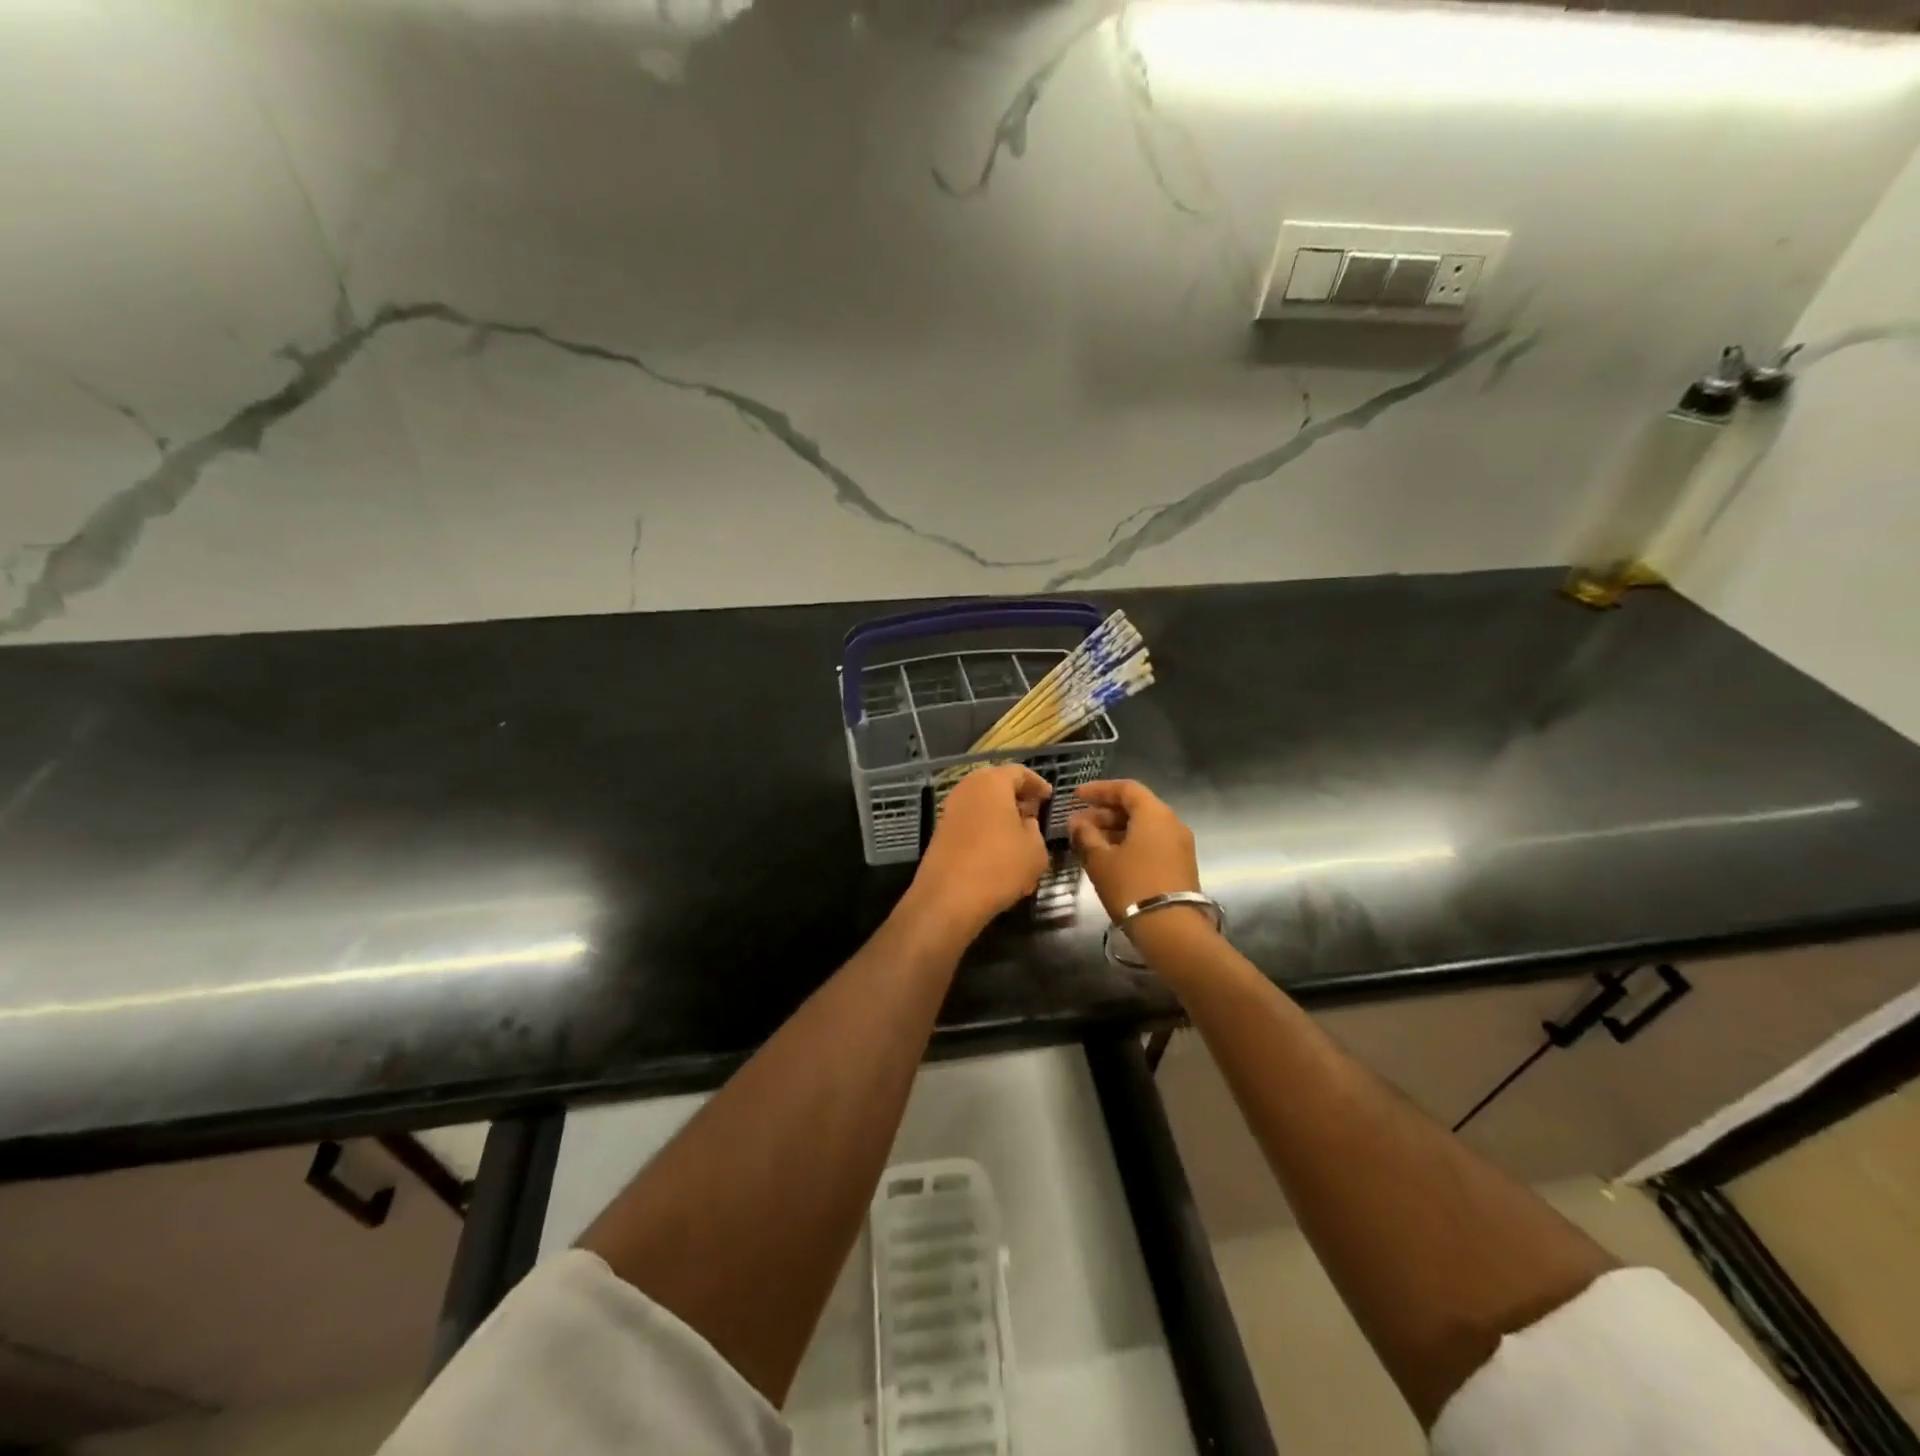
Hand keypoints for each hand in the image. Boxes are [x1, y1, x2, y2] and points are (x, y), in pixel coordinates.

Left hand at [907, 764, 1052, 936]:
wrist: (948, 897)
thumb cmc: (1000, 865)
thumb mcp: (1035, 849)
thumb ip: (1034, 829)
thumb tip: (1026, 822)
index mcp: (992, 783)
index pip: (1019, 772)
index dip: (1036, 784)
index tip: (1048, 797)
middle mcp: (967, 789)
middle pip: (996, 785)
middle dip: (1016, 797)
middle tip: (1033, 812)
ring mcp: (950, 810)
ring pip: (981, 804)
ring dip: (1000, 814)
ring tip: (1018, 834)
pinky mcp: (940, 832)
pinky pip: (970, 821)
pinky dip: (986, 828)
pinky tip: (998, 850)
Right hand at [1068, 780, 1203, 927]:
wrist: (1172, 930)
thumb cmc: (1132, 886)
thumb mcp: (1101, 860)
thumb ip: (1086, 836)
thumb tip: (1076, 822)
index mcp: (1154, 814)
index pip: (1126, 788)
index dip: (1099, 789)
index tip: (1076, 796)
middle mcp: (1172, 823)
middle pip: (1136, 807)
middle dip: (1105, 812)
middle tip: (1078, 822)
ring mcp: (1180, 845)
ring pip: (1144, 827)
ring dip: (1116, 829)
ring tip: (1089, 841)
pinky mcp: (1181, 865)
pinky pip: (1152, 843)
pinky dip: (1130, 843)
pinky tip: (1109, 857)